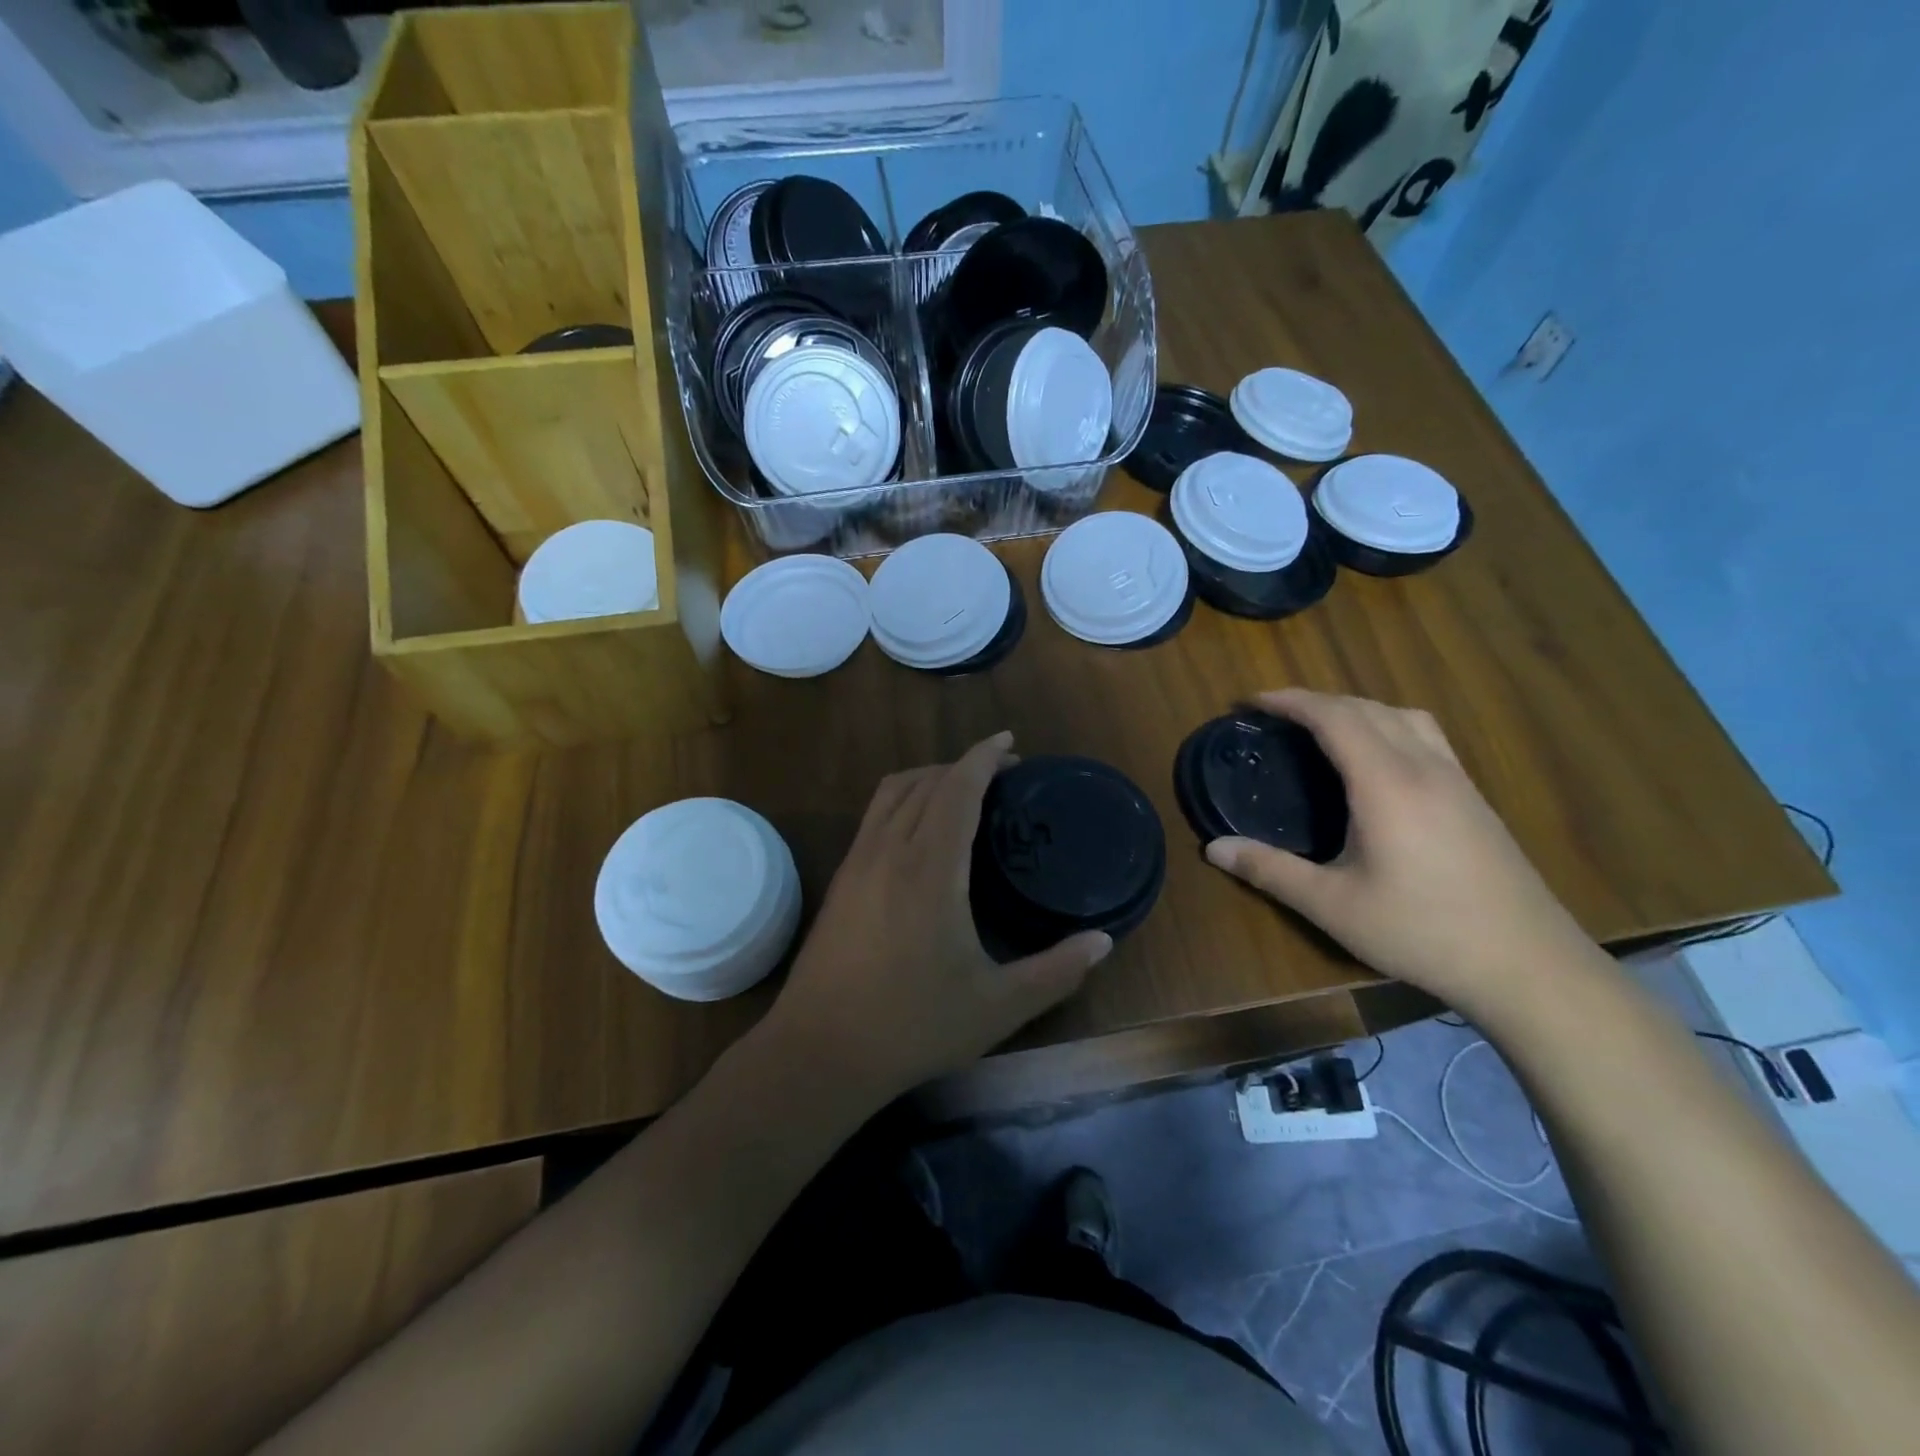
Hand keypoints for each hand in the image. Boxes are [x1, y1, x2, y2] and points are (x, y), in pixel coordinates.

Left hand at [764, 732, 1113, 1101]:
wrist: (819, 1051)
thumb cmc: (912, 1026)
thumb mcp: (997, 1006)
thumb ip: (1056, 971)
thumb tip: (1103, 942)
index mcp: (931, 869)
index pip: (957, 788)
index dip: (984, 757)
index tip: (1010, 742)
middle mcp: (889, 850)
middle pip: (925, 781)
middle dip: (964, 764)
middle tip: (1002, 773)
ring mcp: (857, 862)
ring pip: (892, 792)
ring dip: (929, 777)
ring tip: (962, 789)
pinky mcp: (840, 879)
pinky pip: (875, 814)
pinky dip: (903, 798)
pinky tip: (919, 829)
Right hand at [1203, 690, 1602, 1014]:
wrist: (1528, 965)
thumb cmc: (1422, 931)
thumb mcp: (1333, 906)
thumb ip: (1270, 871)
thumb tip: (1212, 849)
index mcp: (1386, 783)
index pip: (1333, 717)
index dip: (1288, 701)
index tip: (1249, 703)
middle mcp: (1424, 767)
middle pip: (1366, 707)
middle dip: (1314, 700)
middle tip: (1273, 715)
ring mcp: (1456, 780)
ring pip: (1402, 715)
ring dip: (1355, 708)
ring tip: (1321, 728)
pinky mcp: (1474, 798)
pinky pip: (1424, 735)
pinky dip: (1386, 725)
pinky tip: (1377, 760)